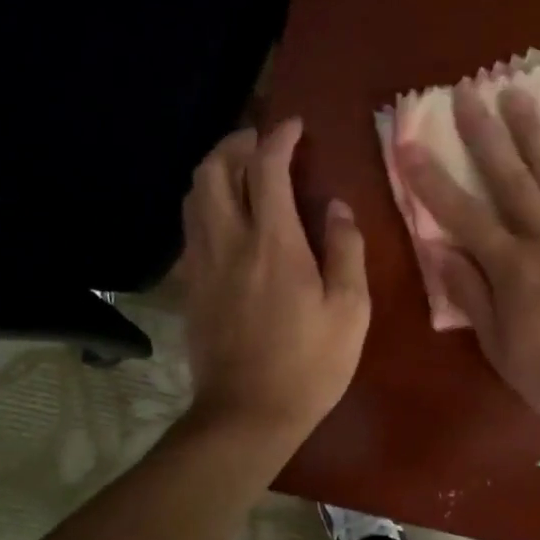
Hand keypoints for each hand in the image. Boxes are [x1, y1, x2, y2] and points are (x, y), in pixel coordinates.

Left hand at [179, 119, 370, 446]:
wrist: (246, 414)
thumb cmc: (309, 365)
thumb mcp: (350, 310)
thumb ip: (346, 250)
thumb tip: (337, 207)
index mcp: (273, 243)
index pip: (267, 168)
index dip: (279, 137)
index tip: (295, 125)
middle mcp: (229, 241)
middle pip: (214, 169)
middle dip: (236, 142)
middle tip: (263, 142)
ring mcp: (201, 263)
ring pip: (194, 195)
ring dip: (216, 169)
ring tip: (243, 171)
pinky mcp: (189, 285)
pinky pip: (190, 226)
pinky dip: (206, 203)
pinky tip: (227, 217)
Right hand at [399, 85, 539, 434]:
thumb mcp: (500, 347)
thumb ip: (471, 295)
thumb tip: (441, 251)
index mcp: (511, 267)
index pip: (462, 215)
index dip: (432, 179)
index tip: (410, 144)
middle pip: (510, 178)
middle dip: (484, 135)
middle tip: (468, 92)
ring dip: (534, 133)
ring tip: (517, 94)